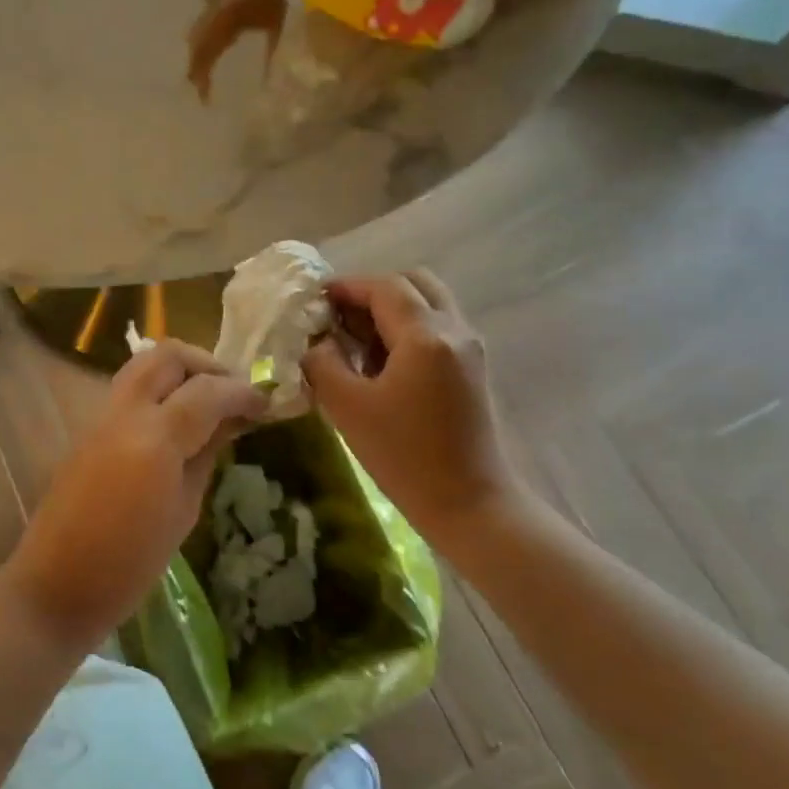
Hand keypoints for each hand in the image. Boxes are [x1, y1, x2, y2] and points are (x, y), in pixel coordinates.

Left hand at [4, 339, 266, 648]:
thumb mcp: (183, 513)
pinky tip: (177, 421)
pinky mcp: (87, 429)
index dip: (242, 392)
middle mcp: (125, 413)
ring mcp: (100, 417)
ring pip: (144, 365)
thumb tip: (228, 423)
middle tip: (232, 392)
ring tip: (208, 403)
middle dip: (206, 364)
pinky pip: (128, 391)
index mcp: (155, 437)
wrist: (56, 585)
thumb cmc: (129, 564)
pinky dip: (159, 390)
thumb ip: (205, 456)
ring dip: (180, 372)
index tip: (266, 402)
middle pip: (167, 355)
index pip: (208, 390)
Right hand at [302, 272, 524, 536]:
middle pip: (414, 283)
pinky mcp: (473, 369)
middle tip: (340, 316)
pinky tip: (382, 362)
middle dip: (373, 291)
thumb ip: (322, 364)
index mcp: (426, 336)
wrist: (470, 504)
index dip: (347, 286)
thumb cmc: (405, 456)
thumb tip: (317, 343)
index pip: (384, 287)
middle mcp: (455, 331)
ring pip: (429, 304)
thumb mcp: (347, 408)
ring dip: (392, 309)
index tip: (316, 300)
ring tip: (357, 340)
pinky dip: (408, 328)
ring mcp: (470, 349)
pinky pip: (438, 328)